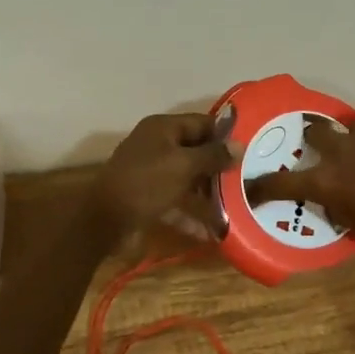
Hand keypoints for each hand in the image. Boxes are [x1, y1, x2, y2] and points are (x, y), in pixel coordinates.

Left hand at [92, 112, 238, 236]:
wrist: (103, 221)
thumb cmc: (146, 184)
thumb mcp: (183, 166)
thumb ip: (213, 155)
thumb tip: (240, 146)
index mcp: (163, 128)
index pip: (202, 123)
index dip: (225, 134)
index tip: (251, 148)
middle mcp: (157, 146)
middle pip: (195, 151)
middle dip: (219, 166)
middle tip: (247, 179)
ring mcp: (151, 173)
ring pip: (187, 178)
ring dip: (208, 193)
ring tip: (236, 206)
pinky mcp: (148, 198)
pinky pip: (176, 202)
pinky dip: (191, 214)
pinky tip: (212, 231)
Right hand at [245, 103, 354, 250]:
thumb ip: (339, 205)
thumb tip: (331, 197)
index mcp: (327, 181)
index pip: (283, 182)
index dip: (265, 184)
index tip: (254, 185)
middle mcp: (339, 150)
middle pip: (313, 132)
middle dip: (317, 140)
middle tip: (330, 149)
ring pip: (354, 126)